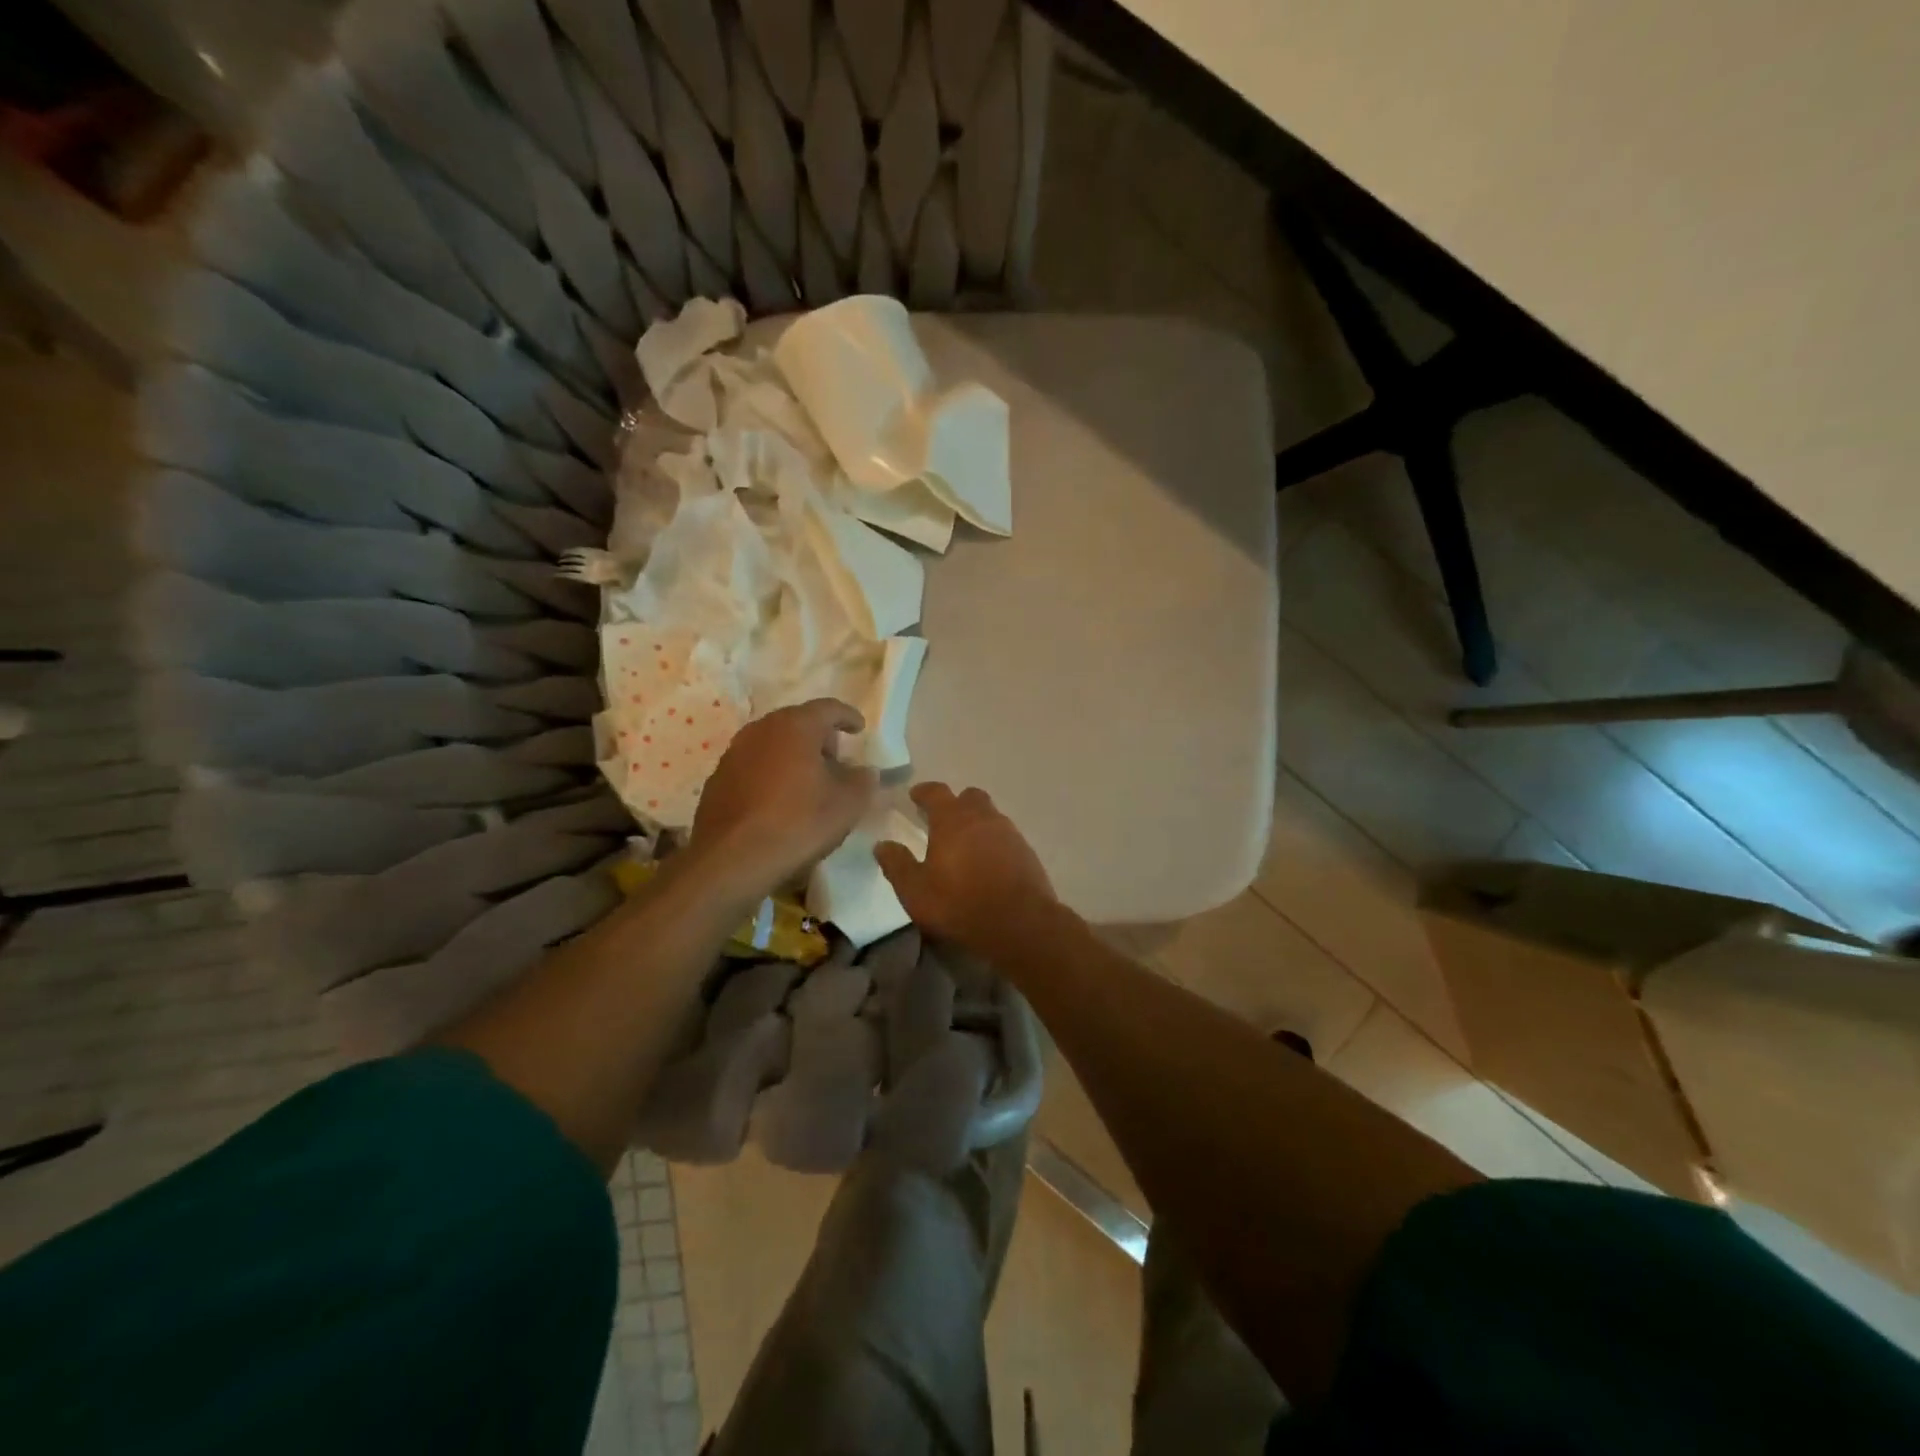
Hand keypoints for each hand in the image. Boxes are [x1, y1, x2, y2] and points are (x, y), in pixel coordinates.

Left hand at [690, 700, 875, 900]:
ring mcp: (734, 753)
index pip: (828, 708)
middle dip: (820, 738)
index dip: (848, 717)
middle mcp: (761, 729)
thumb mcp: (847, 804)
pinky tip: (779, 802)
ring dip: (794, 756)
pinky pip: (754, 766)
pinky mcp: (718, 779)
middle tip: (836, 762)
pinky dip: (771, 774)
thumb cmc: (798, 822)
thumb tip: (864, 771)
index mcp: (795, 726)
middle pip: (798, 723)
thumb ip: (863, 781)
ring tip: (809, 784)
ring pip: (773, 744)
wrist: (732, 860)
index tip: (859, 729)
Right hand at [874, 782, 1057, 955]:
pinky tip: (987, 862)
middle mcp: (983, 817)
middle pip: (969, 797)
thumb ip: (897, 865)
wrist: (1020, 923)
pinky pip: (1005, 836)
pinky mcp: (1027, 852)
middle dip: (955, 803)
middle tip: (941, 819)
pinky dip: (993, 841)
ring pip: (990, 815)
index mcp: (952, 819)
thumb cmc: (960, 903)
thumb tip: (882, 845)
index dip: (924, 792)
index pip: (936, 792)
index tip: (915, 795)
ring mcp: (1009, 833)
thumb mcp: (916, 891)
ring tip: (964, 843)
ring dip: (976, 822)